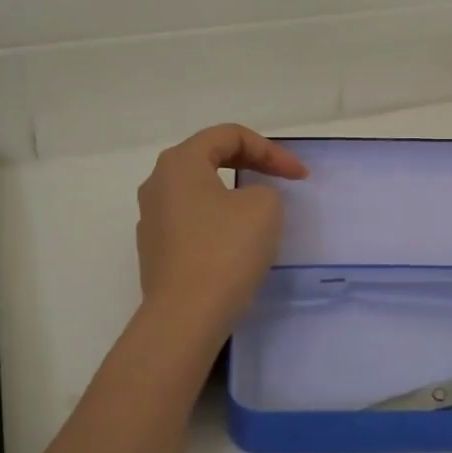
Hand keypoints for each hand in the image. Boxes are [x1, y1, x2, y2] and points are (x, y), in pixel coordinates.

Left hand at [135, 124, 308, 331]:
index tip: (300, 176)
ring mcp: (152, 218)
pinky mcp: (155, 250)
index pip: (230, 135)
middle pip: (210, 157)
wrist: (185, 317)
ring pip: (200, 191)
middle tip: (283, 181)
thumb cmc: (225, 251)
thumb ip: (263, 189)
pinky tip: (237, 243)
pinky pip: (192, 221)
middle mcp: (158, 183)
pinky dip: (218, 221)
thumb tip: (247, 202)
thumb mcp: (264, 207)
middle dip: (252, 164)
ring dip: (234, 193)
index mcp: (180, 162)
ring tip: (262, 210)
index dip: (271, 150)